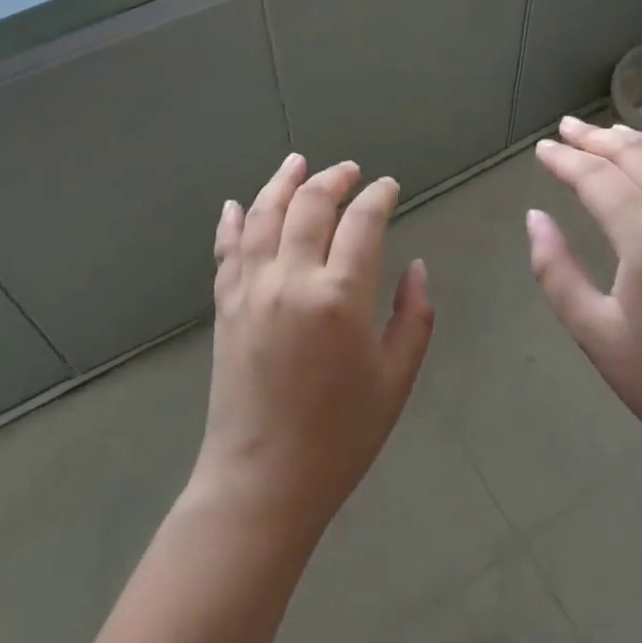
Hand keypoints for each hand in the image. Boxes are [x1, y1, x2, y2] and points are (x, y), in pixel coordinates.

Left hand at [193, 154, 434, 542]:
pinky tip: (237, 203)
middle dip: (335, 179)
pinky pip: (226, 249)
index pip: (363, 221)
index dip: (380, 196)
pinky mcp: (225, 303)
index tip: (390, 187)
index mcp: (340, 296)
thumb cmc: (340, 435)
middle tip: (351, 171)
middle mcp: (291, 277)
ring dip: (281, 182)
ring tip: (297, 162)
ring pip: (263, 214)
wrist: (263, 480)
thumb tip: (416, 267)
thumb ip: (414, 317)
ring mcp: (251, 287)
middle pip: (311, 204)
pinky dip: (232, 221)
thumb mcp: (395, 380)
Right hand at [527, 117, 641, 483]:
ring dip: (638, 141)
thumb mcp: (593, 331)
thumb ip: (556, 269)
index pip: (600, 180)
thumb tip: (535, 217)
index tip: (542, 150)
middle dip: (597, 139)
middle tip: (566, 128)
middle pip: (639, 157)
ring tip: (606, 133)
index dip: (566, 160)